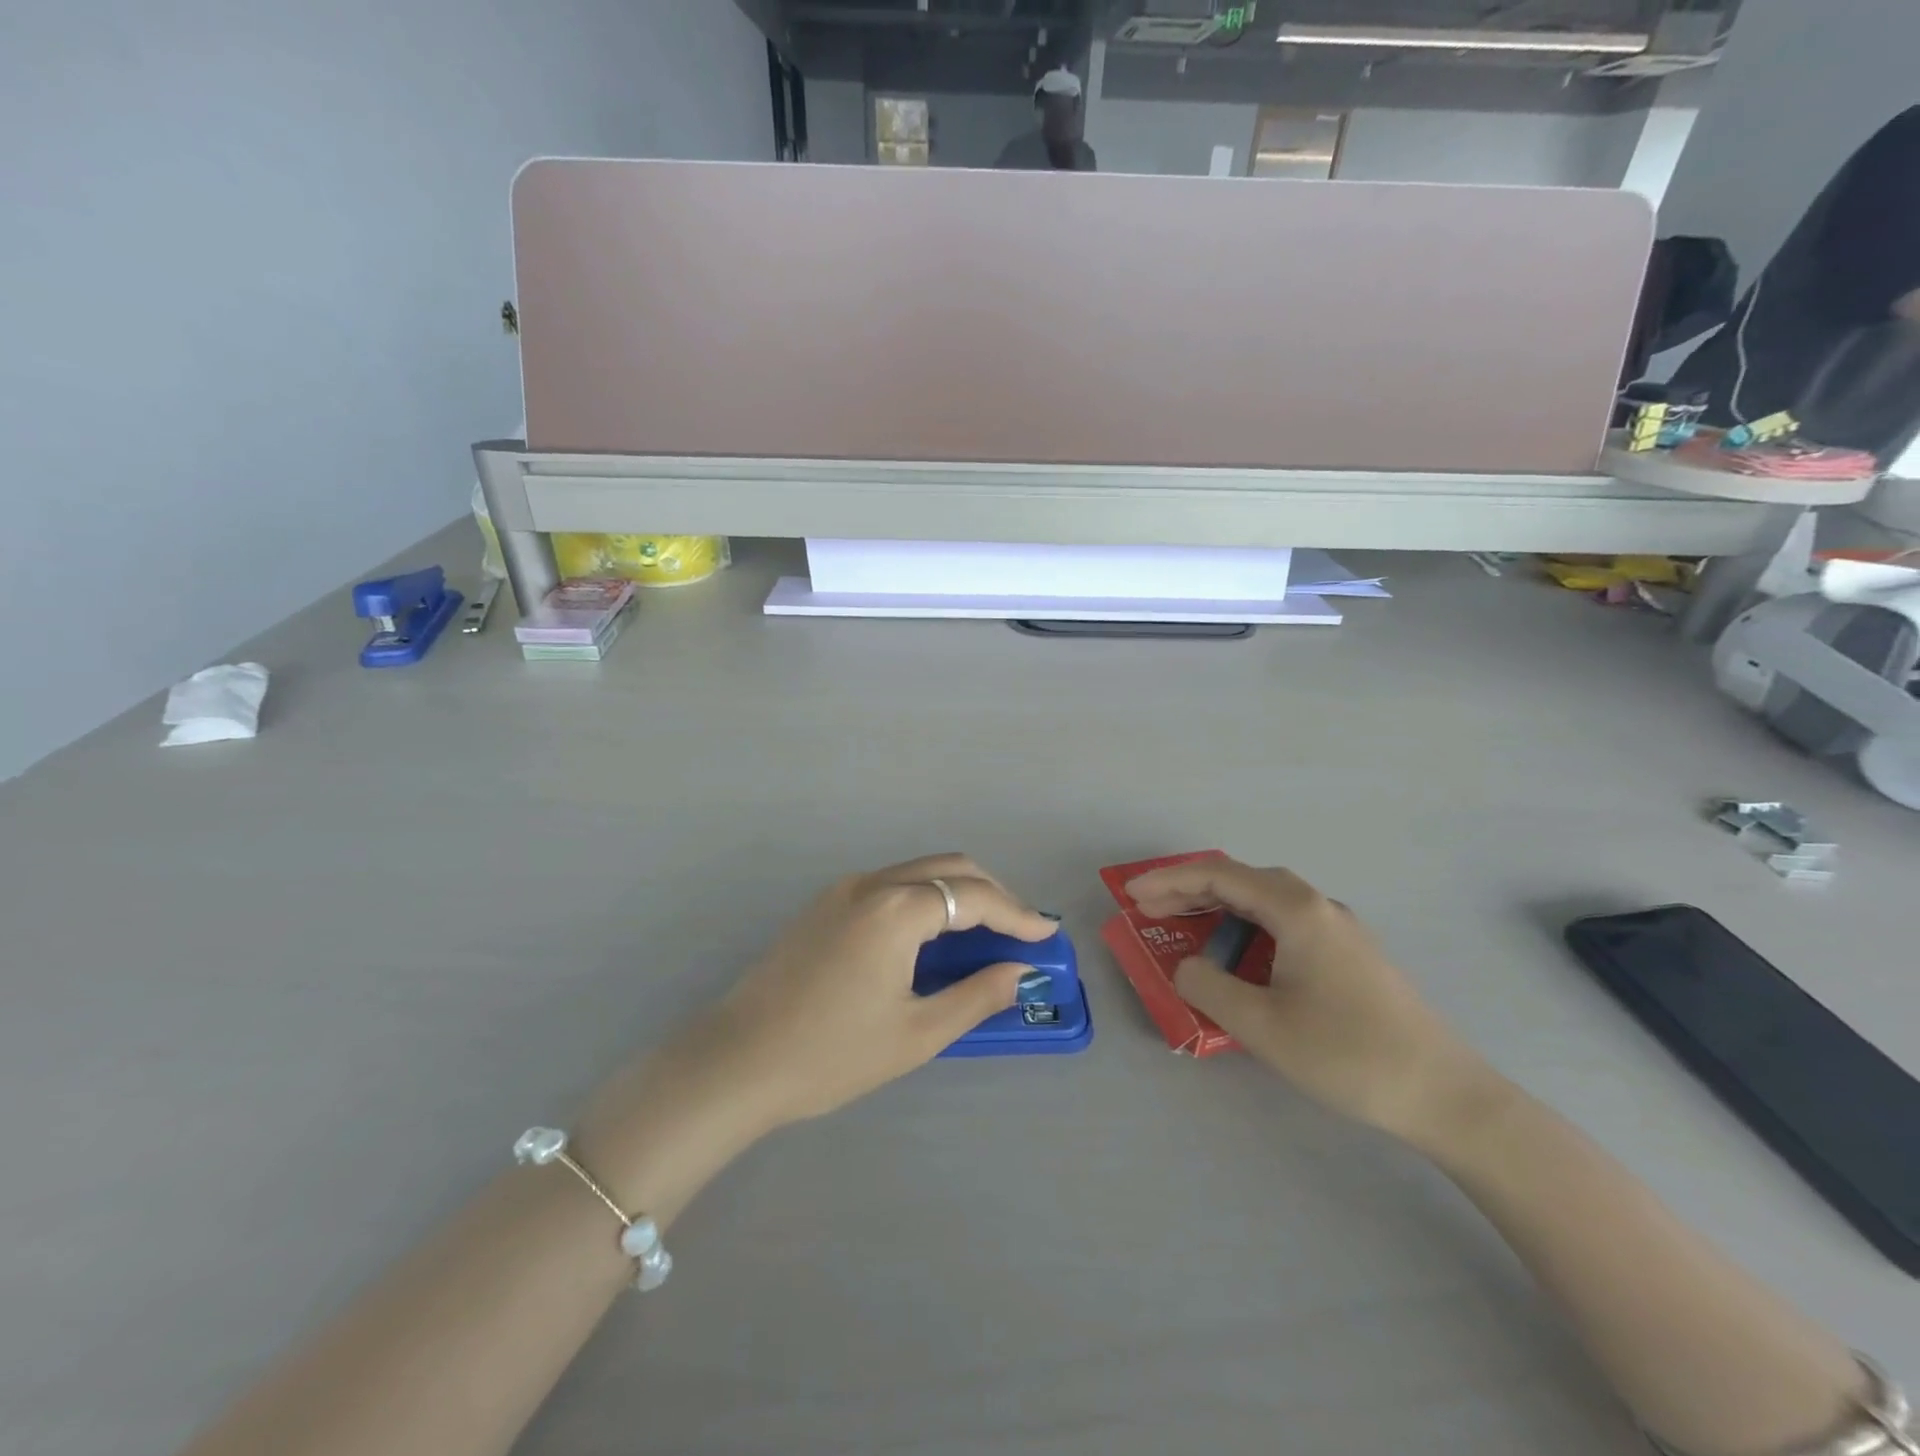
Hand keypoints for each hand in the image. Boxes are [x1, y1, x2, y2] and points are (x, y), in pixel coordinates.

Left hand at [702, 855, 1057, 1124]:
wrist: (736, 1061)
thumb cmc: (831, 1054)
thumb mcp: (916, 1034)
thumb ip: (975, 995)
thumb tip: (1019, 972)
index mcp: (896, 910)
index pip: (974, 897)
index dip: (1016, 915)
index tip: (1046, 935)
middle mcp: (871, 884)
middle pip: (948, 868)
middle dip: (991, 893)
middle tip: (1018, 931)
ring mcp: (843, 890)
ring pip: (917, 871)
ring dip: (957, 893)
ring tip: (983, 935)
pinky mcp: (825, 905)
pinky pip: (890, 886)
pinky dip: (924, 899)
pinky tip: (932, 938)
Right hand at [1125, 857, 1491, 1144]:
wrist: (1446, 1096)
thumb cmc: (1347, 1054)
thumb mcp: (1261, 1025)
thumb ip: (1208, 986)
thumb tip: (1187, 965)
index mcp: (1296, 910)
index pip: (1218, 876)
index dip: (1168, 881)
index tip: (1132, 897)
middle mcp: (1318, 907)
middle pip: (1241, 881)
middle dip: (1188, 892)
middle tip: (1148, 913)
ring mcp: (1339, 929)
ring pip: (1264, 902)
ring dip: (1217, 910)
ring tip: (1183, 932)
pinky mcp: (1350, 955)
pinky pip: (1283, 925)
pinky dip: (1245, 929)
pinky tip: (1238, 960)